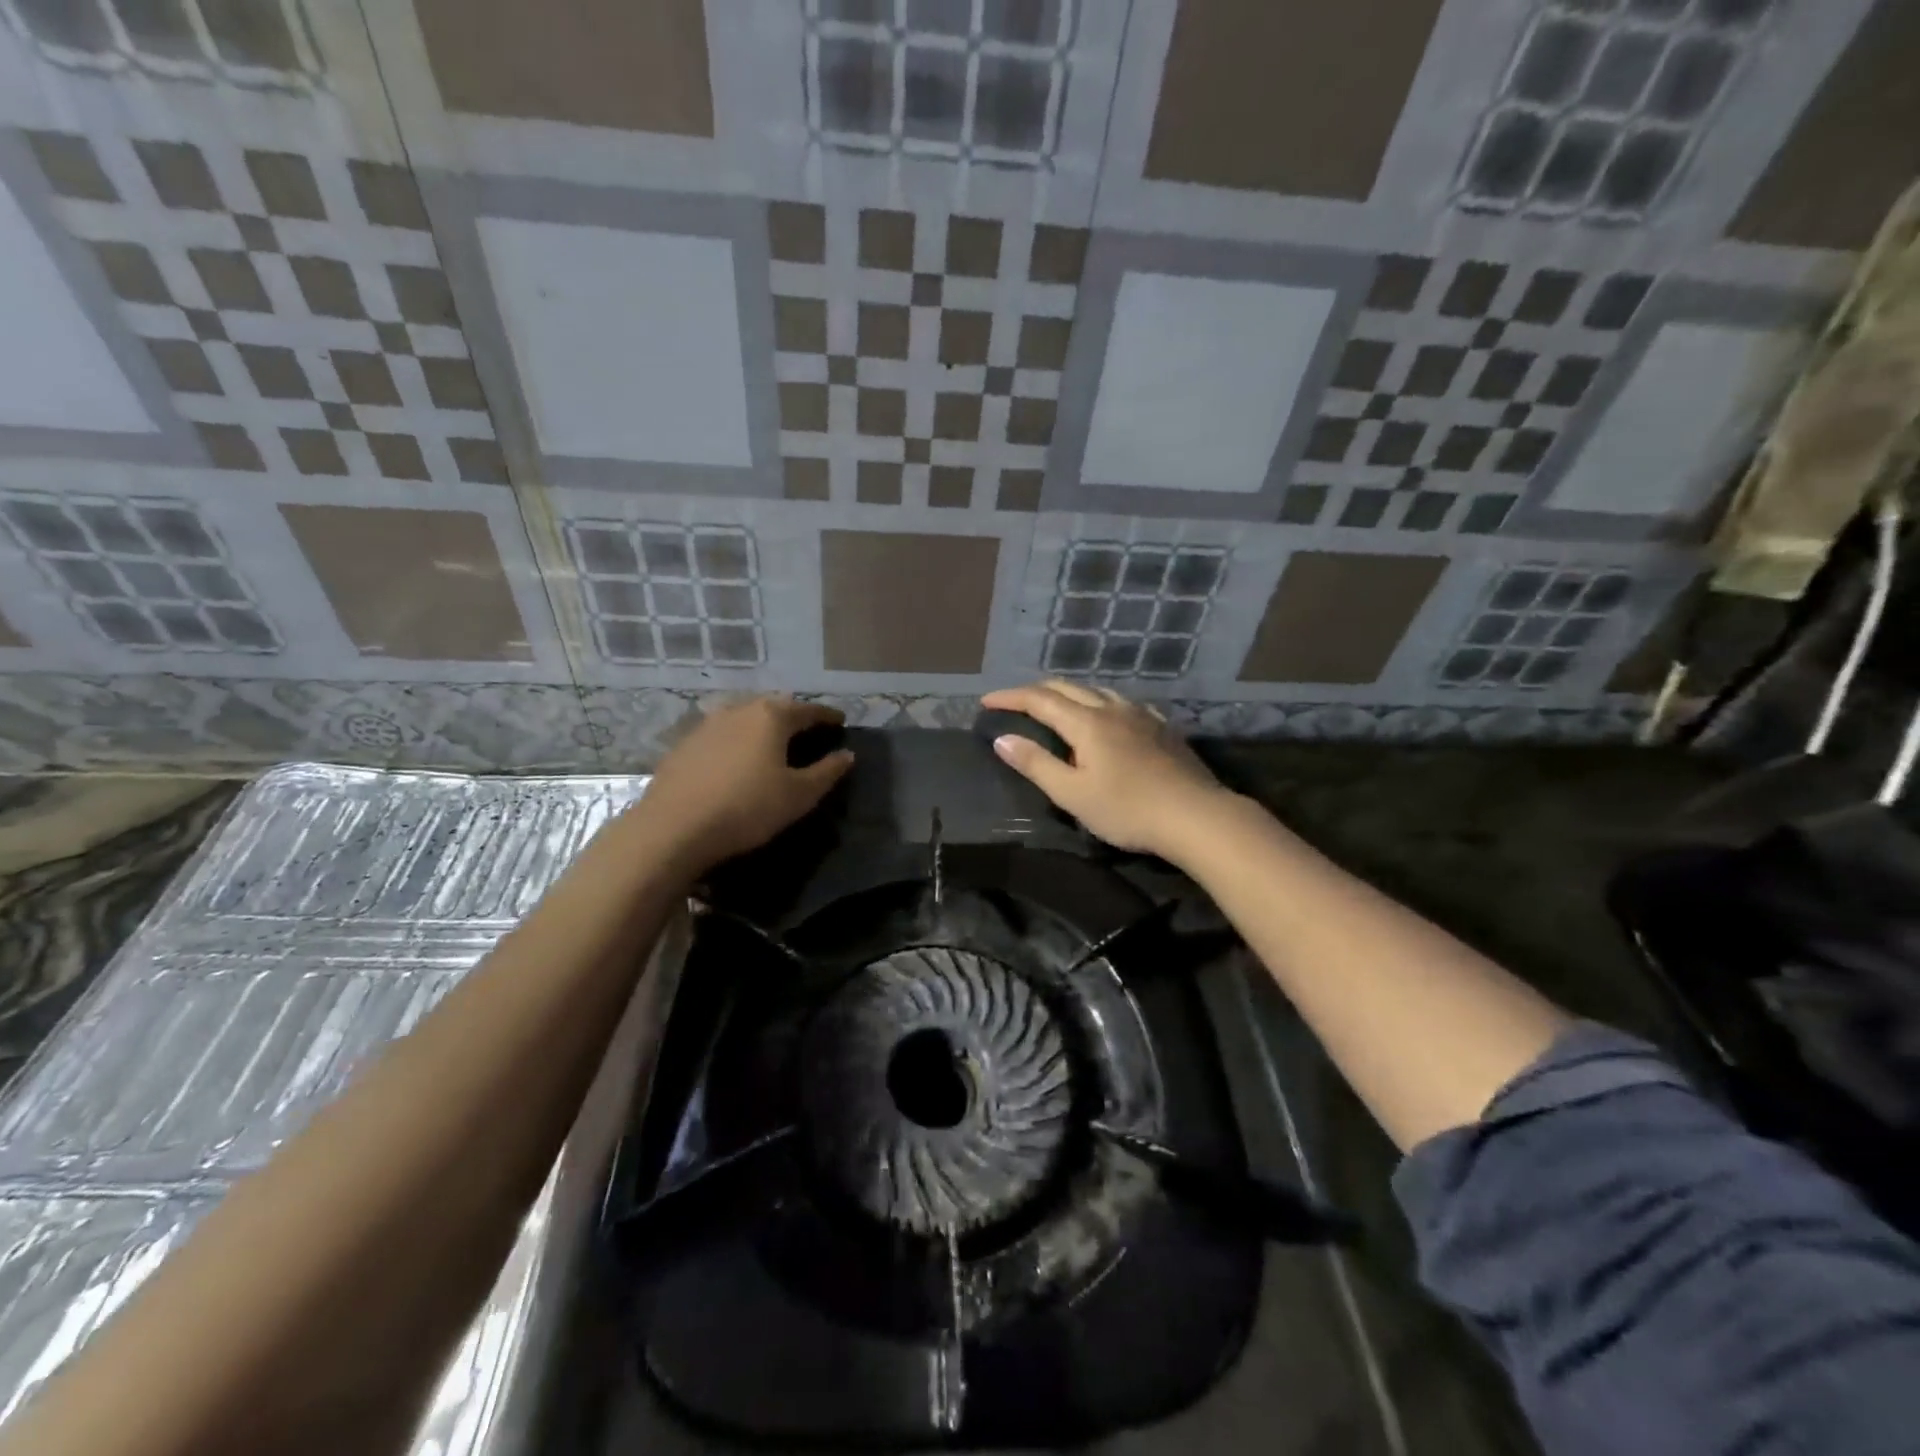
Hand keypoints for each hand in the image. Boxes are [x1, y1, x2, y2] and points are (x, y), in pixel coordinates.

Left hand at [638, 697, 853, 874]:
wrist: (673, 828)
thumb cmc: (747, 808)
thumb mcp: (798, 795)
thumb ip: (827, 772)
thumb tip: (847, 754)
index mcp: (771, 716)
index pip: (808, 710)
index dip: (828, 716)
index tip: (841, 721)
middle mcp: (739, 710)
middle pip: (774, 707)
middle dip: (794, 717)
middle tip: (808, 731)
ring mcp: (706, 725)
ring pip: (744, 718)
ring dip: (762, 727)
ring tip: (772, 744)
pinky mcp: (683, 745)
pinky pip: (721, 735)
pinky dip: (737, 742)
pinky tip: (736, 760)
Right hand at [979, 681, 1234, 859]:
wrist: (1196, 816)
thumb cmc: (1128, 809)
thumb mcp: (1073, 794)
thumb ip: (1036, 764)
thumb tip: (1003, 739)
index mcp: (1087, 722)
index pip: (1039, 700)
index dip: (1010, 697)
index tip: (986, 701)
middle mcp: (1113, 708)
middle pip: (1068, 688)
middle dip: (1037, 691)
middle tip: (1015, 702)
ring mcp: (1141, 715)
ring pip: (1098, 691)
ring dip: (1070, 694)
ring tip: (1057, 706)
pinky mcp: (1162, 727)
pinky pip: (1122, 703)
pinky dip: (1100, 702)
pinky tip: (1107, 716)